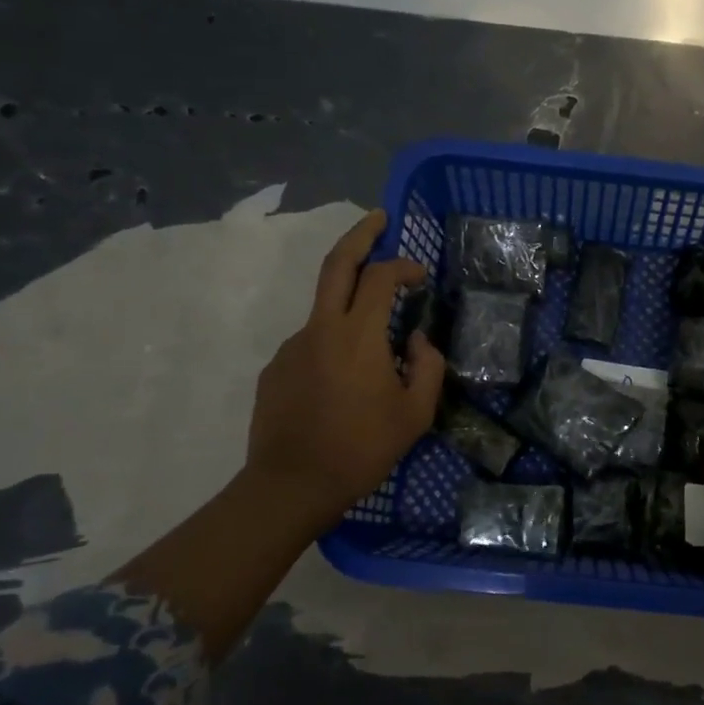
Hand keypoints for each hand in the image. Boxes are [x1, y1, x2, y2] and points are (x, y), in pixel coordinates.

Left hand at [244, 209, 445, 522]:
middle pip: (336, 264)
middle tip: (378, 218)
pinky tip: (344, 385)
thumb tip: (417, 339)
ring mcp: (292, 347)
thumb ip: (427, 366)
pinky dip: (334, 348)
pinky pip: (312, 345)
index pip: (380, 277)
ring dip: (351, 310)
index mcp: (357, 335)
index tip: (420, 275)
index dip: (404, 266)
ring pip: (325, 310)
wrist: (291, 486)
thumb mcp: (416, 413)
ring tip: (375, 355)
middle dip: (359, 234)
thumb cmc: (361, 449)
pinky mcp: (275, 369)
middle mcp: (320, 329)